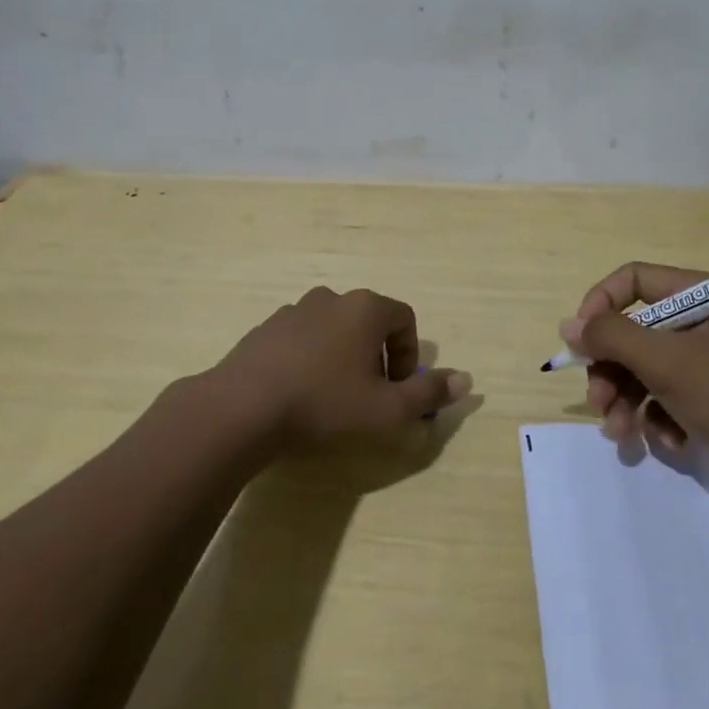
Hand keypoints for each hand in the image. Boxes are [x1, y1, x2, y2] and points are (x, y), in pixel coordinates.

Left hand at [213, 286, 471, 449]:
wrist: (242, 408)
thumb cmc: (324, 405)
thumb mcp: (386, 410)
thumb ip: (428, 394)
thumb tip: (467, 380)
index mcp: (365, 308)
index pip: (404, 319)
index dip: (408, 355)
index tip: (396, 389)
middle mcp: (331, 298)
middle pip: (368, 322)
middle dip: (376, 357)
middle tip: (368, 396)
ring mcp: (294, 310)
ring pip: (334, 329)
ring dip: (342, 356)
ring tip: (332, 397)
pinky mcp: (265, 328)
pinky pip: (302, 339)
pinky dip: (310, 359)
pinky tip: (298, 393)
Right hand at [561, 262, 708, 456]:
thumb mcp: (666, 362)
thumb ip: (612, 337)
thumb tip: (568, 325)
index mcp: (701, 296)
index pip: (634, 280)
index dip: (600, 305)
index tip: (580, 342)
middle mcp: (703, 323)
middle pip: (634, 331)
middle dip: (611, 369)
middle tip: (599, 403)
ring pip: (646, 370)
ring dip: (627, 401)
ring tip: (621, 434)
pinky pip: (669, 399)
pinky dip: (660, 420)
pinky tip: (669, 444)